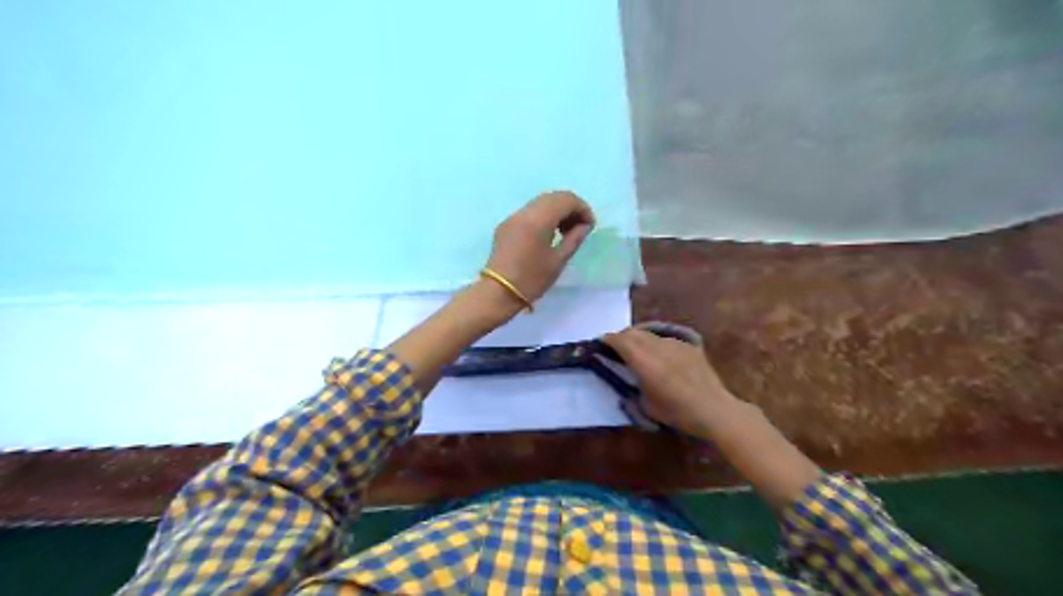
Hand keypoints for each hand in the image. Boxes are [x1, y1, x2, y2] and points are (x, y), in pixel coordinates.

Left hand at [486, 191, 594, 303]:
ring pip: (541, 202)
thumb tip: (584, 225)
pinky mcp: (506, 225)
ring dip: (557, 211)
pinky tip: (548, 235)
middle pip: (553, 197)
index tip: (589, 226)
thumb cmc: (532, 279)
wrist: (498, 293)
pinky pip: (529, 212)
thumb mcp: (558, 260)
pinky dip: (544, 216)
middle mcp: (524, 212)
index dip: (582, 209)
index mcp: (538, 219)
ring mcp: (513, 217)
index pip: (566, 199)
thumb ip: (574, 238)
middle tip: (579, 228)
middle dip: (570, 208)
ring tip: (565, 233)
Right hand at [601, 326, 739, 436]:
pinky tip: (659, 354)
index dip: (608, 339)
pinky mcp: (689, 345)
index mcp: (645, 361)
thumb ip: (634, 384)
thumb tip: (628, 375)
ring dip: (638, 338)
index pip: (620, 340)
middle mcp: (658, 346)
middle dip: (621, 337)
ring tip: (636, 349)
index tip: (600, 342)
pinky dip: (655, 342)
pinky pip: (666, 338)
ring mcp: (675, 343)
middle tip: (615, 346)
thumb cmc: (677, 412)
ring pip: (650, 333)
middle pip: (633, 332)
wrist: (714, 409)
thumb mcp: (646, 404)